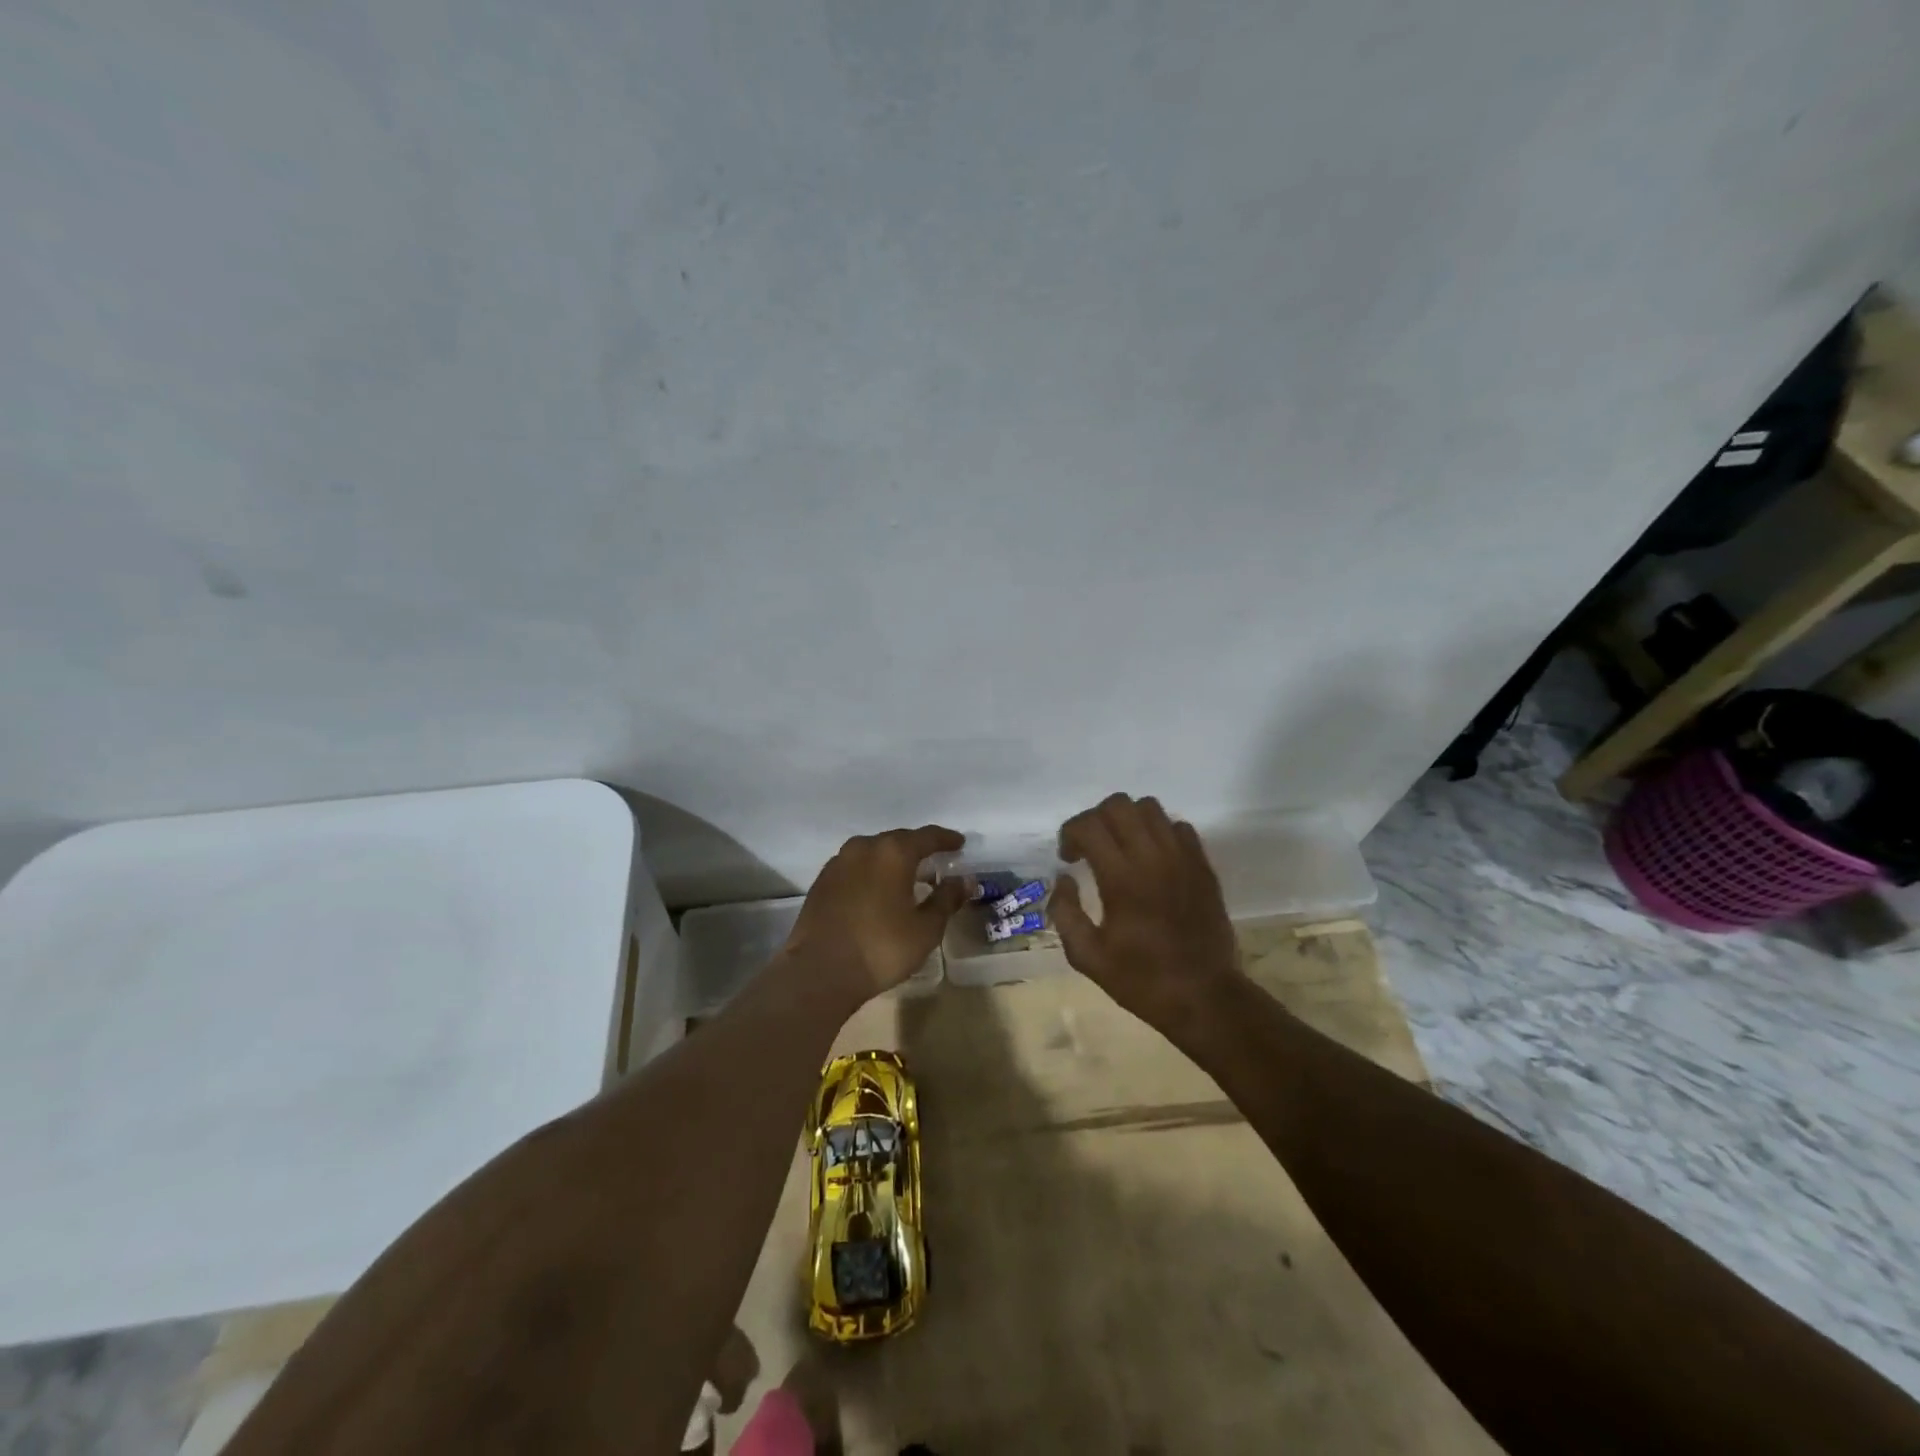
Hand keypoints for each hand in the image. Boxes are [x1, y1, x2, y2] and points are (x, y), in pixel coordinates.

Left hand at [785, 825, 968, 1001]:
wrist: (819, 971)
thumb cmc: (881, 948)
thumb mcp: (925, 928)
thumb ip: (947, 899)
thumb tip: (965, 881)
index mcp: (893, 852)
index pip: (927, 836)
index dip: (946, 839)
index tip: (959, 844)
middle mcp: (864, 847)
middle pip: (898, 840)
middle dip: (918, 849)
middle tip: (935, 861)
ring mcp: (838, 862)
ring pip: (873, 852)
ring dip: (892, 860)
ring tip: (907, 876)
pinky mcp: (822, 881)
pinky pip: (855, 866)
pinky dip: (871, 872)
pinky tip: (878, 890)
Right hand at [1050, 793, 1240, 1032]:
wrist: (1205, 997)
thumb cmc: (1142, 980)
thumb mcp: (1088, 957)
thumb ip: (1065, 912)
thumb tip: (1063, 879)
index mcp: (1121, 878)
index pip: (1089, 825)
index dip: (1070, 833)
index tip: (1068, 858)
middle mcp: (1153, 857)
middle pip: (1119, 804)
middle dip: (1096, 819)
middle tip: (1091, 848)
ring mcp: (1182, 858)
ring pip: (1150, 808)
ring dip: (1127, 820)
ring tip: (1121, 848)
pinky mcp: (1203, 865)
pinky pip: (1179, 826)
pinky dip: (1159, 832)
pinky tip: (1152, 859)